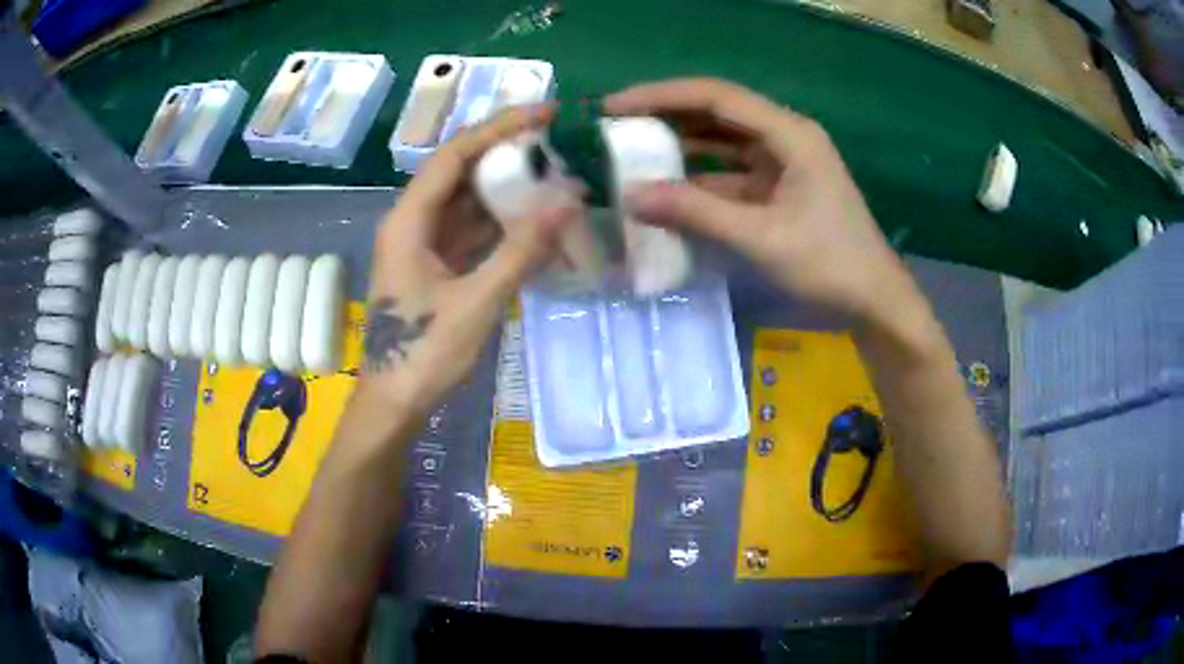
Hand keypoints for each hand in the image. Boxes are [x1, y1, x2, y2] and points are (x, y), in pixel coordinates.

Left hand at [361, 105, 578, 412]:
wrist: (394, 404)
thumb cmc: (423, 355)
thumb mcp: (476, 302)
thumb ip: (521, 251)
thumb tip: (567, 201)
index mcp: (409, 221)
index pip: (454, 155)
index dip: (498, 128)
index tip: (543, 113)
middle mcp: (412, 222)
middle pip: (460, 171)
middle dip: (506, 153)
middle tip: (557, 144)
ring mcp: (423, 245)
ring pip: (467, 201)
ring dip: (507, 189)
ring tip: (555, 176)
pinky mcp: (435, 266)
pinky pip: (471, 231)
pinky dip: (501, 223)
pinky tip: (535, 219)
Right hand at [603, 78, 919, 325]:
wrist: (875, 301)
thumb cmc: (829, 265)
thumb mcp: (761, 238)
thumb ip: (697, 213)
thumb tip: (632, 196)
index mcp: (789, 134)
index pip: (715, 97)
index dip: (660, 96)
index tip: (614, 107)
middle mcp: (785, 137)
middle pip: (717, 112)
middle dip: (666, 116)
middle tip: (616, 126)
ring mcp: (784, 163)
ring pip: (722, 142)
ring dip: (681, 147)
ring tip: (632, 153)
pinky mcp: (780, 188)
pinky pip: (731, 174)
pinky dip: (700, 180)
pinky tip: (668, 191)